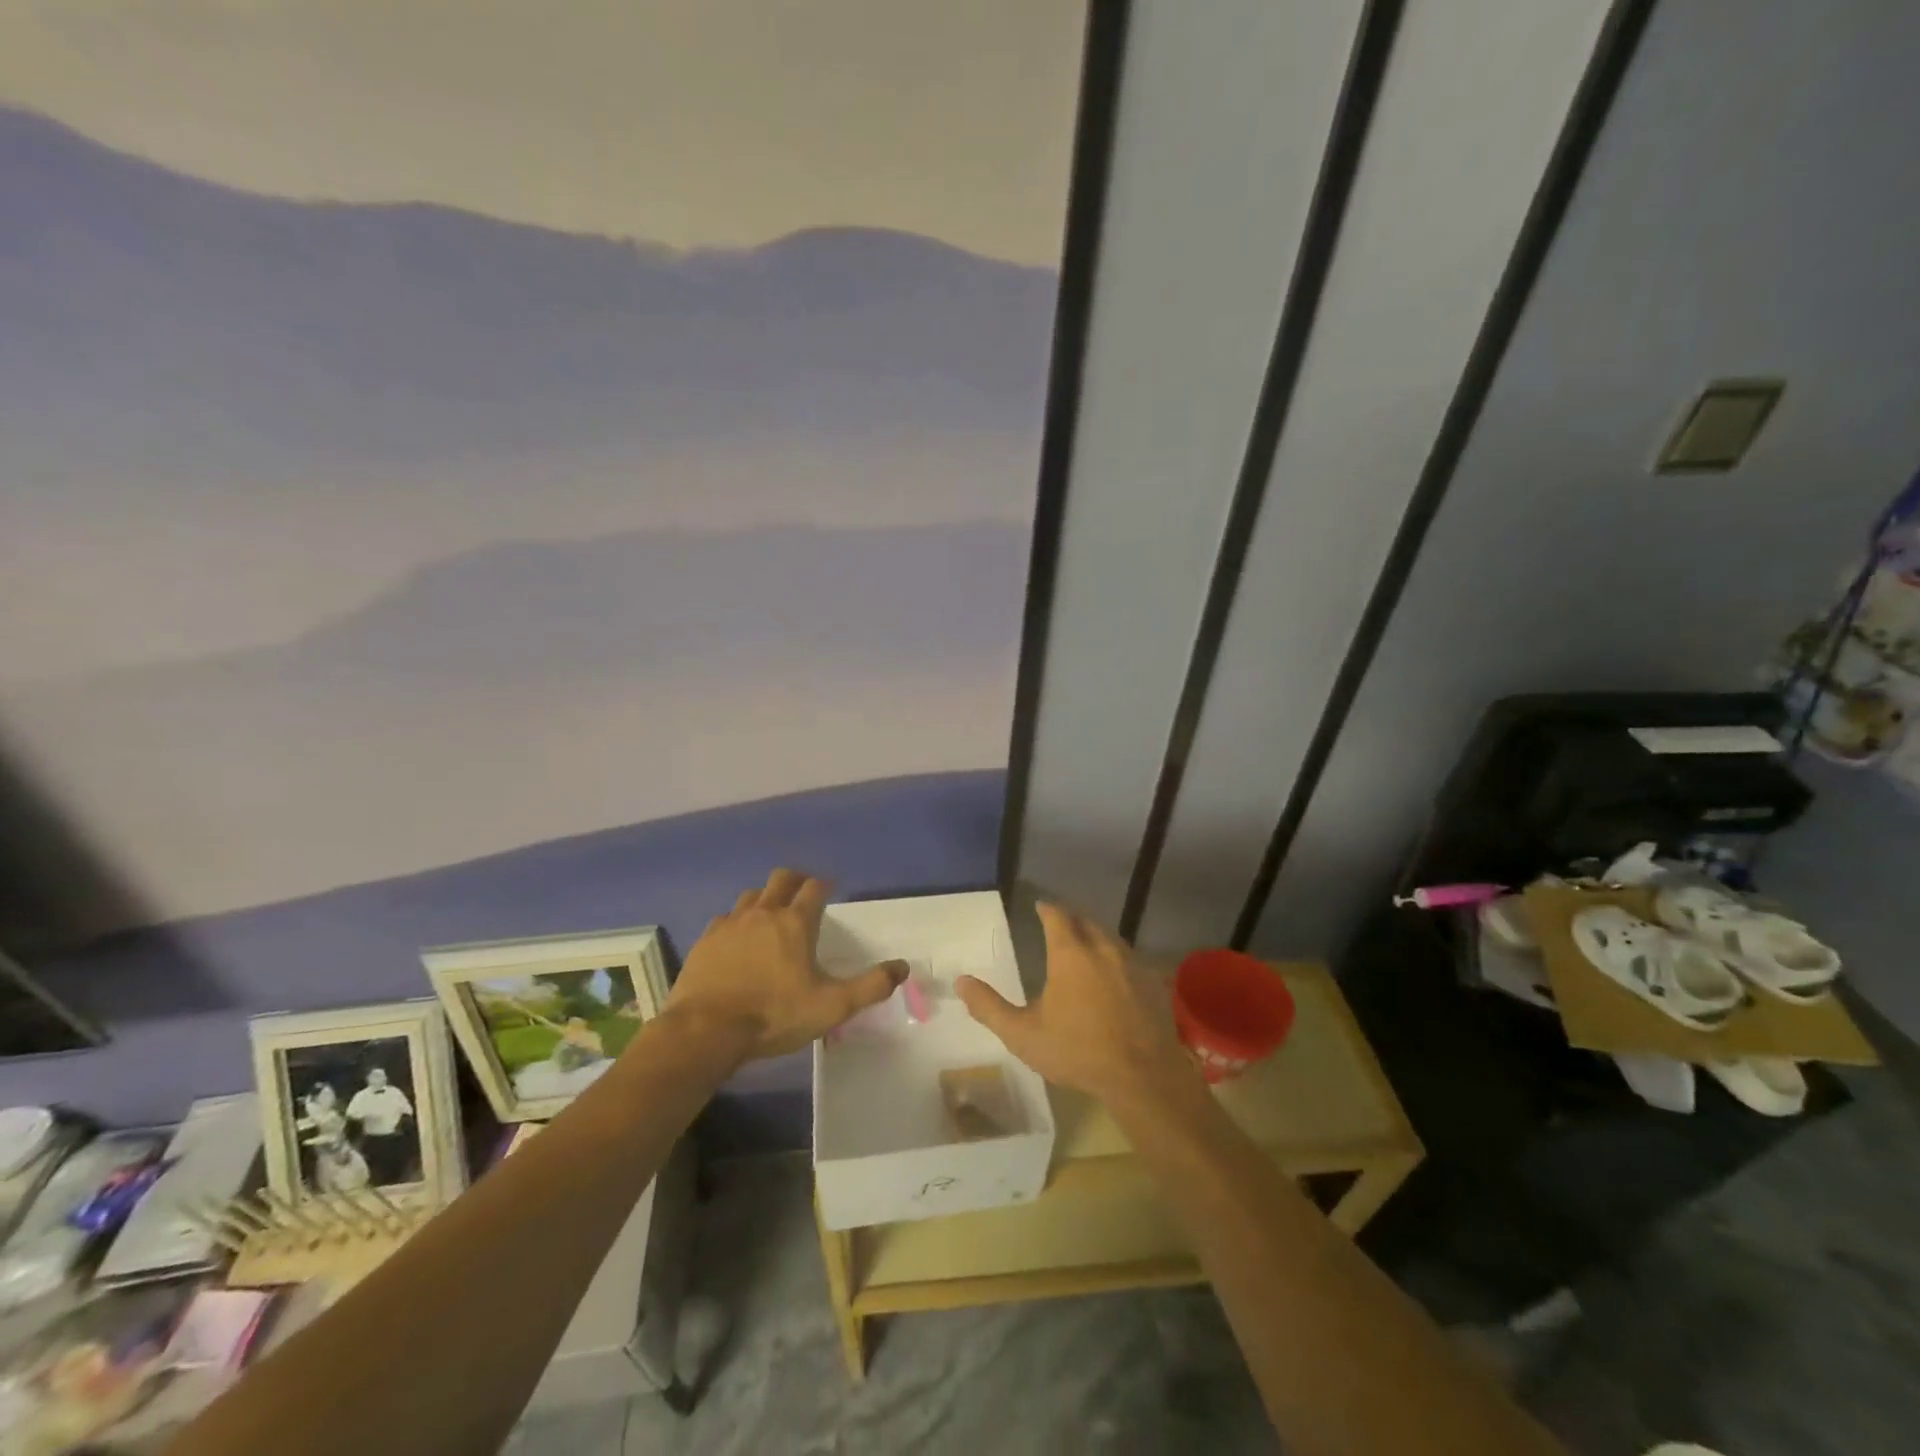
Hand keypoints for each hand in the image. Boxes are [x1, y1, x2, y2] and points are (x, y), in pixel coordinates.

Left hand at [663, 868, 906, 1062]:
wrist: (706, 1030)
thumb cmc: (774, 1015)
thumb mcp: (831, 1007)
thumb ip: (870, 986)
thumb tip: (903, 967)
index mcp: (795, 923)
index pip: (814, 887)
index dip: (824, 886)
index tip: (829, 892)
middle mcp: (764, 912)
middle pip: (781, 878)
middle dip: (795, 881)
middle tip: (802, 894)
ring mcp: (731, 923)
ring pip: (752, 895)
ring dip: (765, 899)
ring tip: (771, 916)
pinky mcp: (706, 939)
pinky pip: (726, 918)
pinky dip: (737, 922)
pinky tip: (737, 940)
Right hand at [956, 902, 1203, 1112]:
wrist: (1142, 1076)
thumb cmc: (1077, 1051)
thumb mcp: (1023, 1034)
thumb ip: (989, 1006)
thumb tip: (960, 981)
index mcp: (1070, 954)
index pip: (1057, 916)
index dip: (1047, 908)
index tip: (1039, 906)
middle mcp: (1103, 948)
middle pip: (1086, 922)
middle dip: (1072, 920)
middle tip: (1060, 925)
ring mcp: (1133, 964)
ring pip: (1111, 939)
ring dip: (1096, 937)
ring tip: (1085, 947)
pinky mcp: (1154, 983)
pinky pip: (1132, 961)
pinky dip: (1118, 961)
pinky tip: (1116, 977)